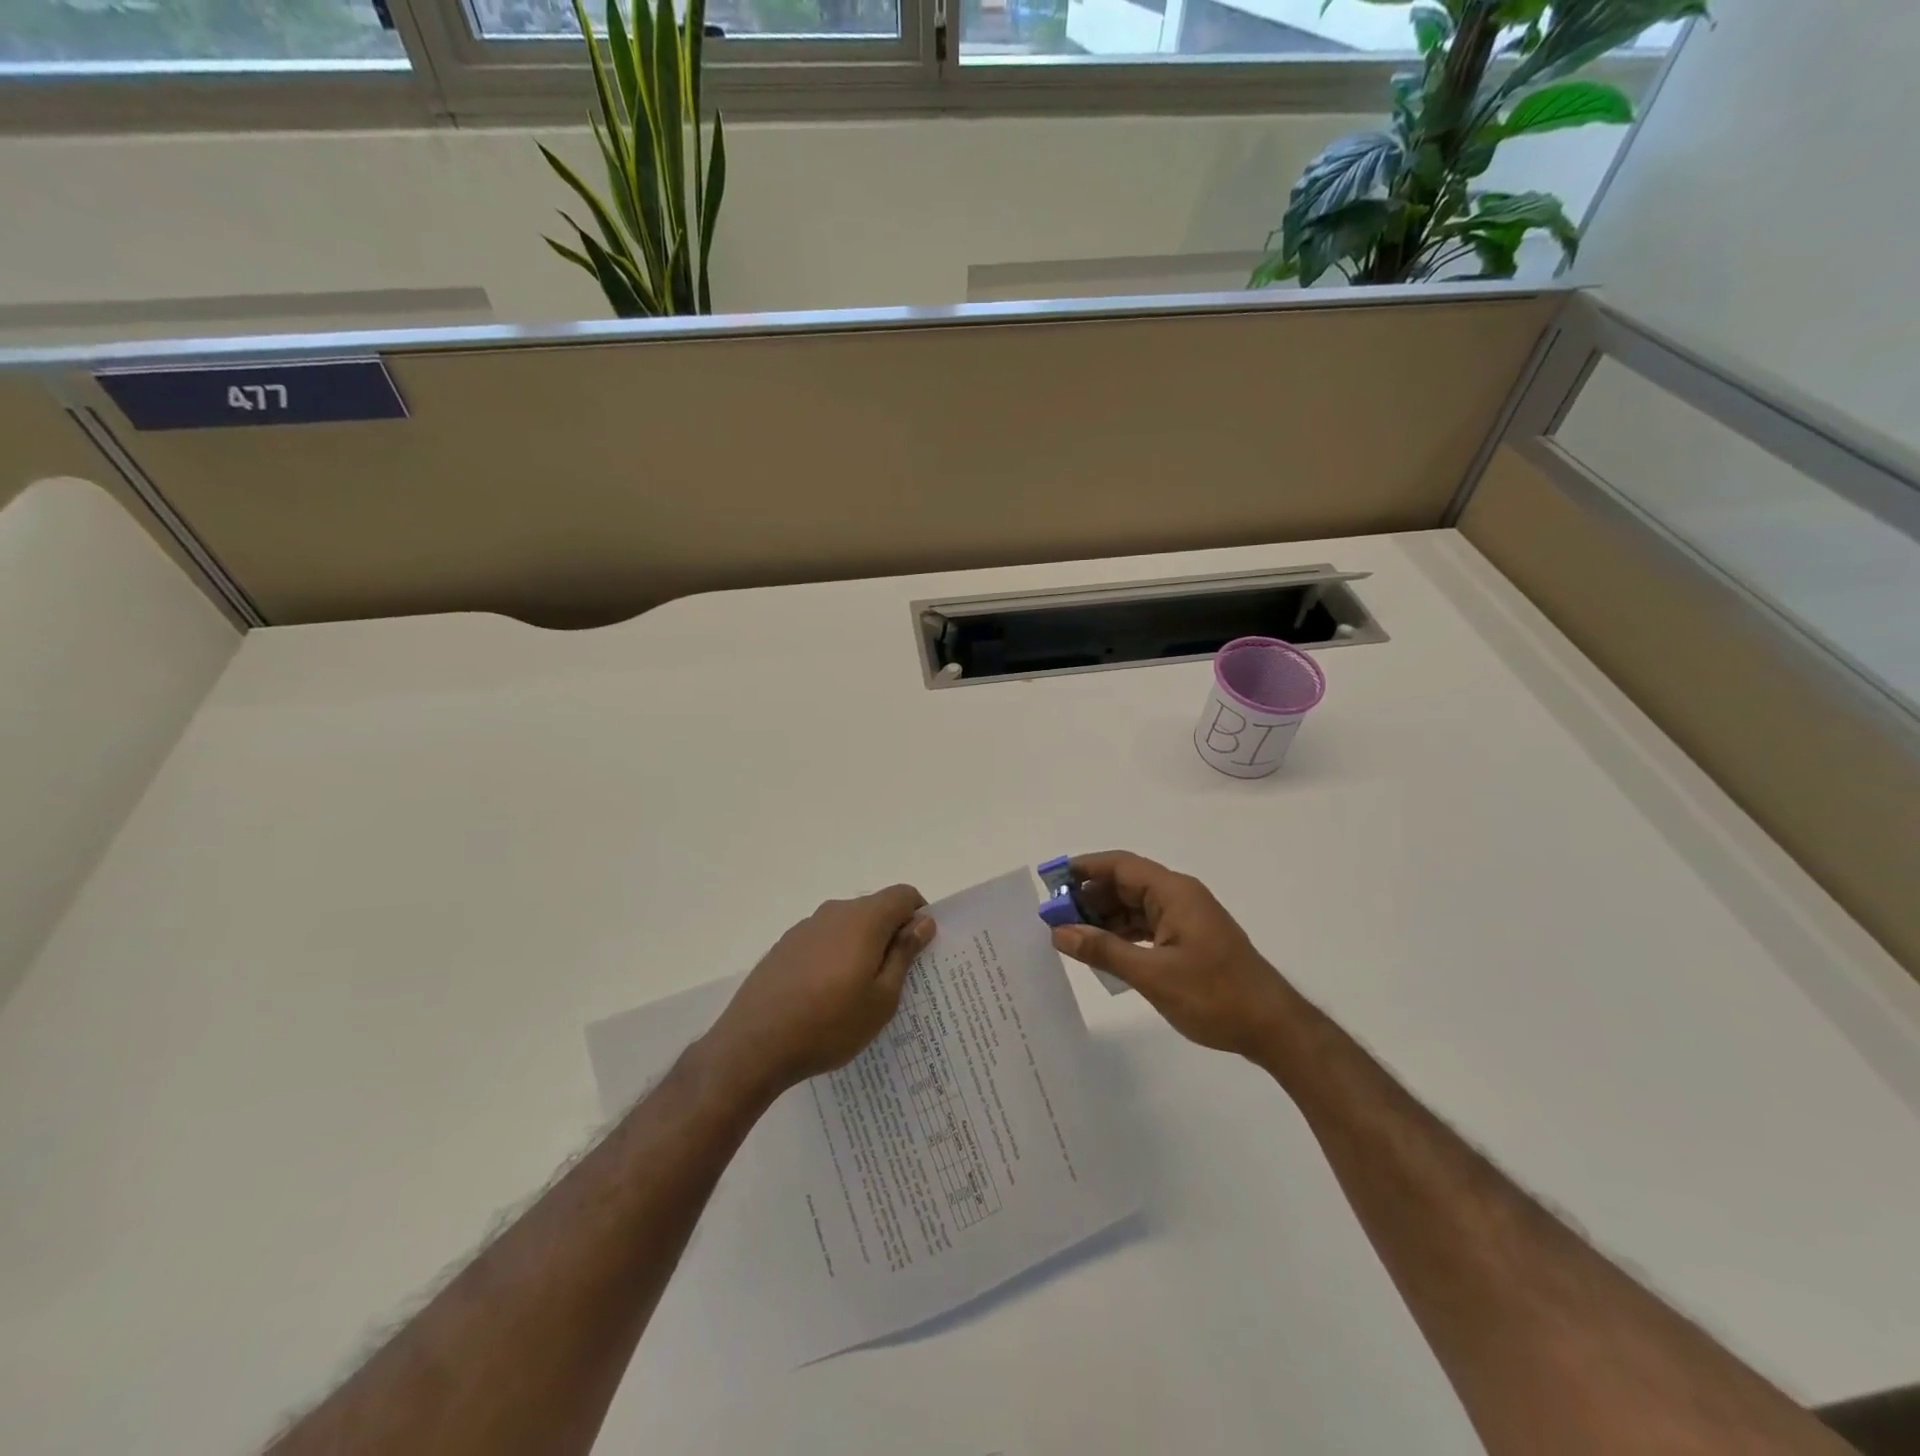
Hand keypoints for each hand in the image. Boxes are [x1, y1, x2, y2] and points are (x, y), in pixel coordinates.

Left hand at [704, 885, 934, 1098]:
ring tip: (859, 994)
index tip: (920, 951)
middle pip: (875, 909)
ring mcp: (805, 928)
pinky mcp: (785, 946)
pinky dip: (836, 956)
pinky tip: (826, 997)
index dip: (919, 916)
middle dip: (891, 934)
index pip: (903, 895)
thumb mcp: (882, 998)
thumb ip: (904, 954)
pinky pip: (824, 940)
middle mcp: (834, 912)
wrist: (753, 1046)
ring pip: (848, 926)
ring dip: (862, 947)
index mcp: (864, 919)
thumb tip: (923, 921)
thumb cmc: (829, 1024)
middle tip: (896, 980)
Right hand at [1051, 851, 1297, 1059]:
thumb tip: (1059, 932)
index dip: (1085, 868)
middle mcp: (1179, 897)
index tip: (1051, 881)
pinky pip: (1147, 925)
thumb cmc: (1214, 995)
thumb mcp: (1152, 975)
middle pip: (1126, 884)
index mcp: (1174, 892)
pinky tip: (1103, 950)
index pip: (1121, 866)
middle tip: (1054, 917)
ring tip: (1071, 935)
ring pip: (1135, 906)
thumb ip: (1104, 950)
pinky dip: (1123, 933)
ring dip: (1105, 917)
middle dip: (1090, 896)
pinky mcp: (1189, 939)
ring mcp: (1186, 919)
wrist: (1272, 1027)